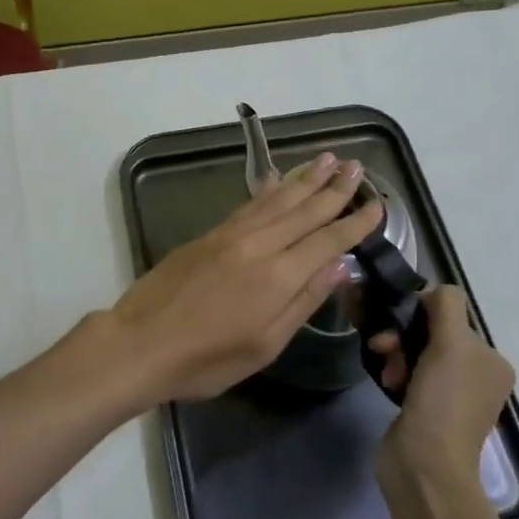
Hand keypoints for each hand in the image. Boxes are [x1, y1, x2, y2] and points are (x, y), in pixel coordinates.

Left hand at [105, 152, 383, 403]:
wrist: (140, 342)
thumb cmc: (207, 359)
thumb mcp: (265, 345)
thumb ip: (304, 302)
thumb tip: (340, 267)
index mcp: (278, 276)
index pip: (327, 240)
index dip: (354, 222)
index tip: (378, 205)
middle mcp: (259, 245)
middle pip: (304, 210)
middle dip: (334, 188)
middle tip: (358, 167)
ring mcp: (232, 235)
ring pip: (277, 200)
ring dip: (305, 178)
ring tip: (328, 159)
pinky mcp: (210, 234)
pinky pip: (249, 204)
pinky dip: (268, 188)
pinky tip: (278, 178)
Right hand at [371, 285, 513, 487]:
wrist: (424, 466)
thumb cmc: (443, 401)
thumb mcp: (452, 342)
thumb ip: (445, 305)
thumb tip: (431, 292)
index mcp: (492, 360)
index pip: (451, 314)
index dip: (422, 313)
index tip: (400, 324)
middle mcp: (477, 375)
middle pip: (431, 333)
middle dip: (403, 336)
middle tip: (385, 348)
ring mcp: (451, 395)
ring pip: (414, 352)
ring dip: (395, 354)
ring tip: (387, 372)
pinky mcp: (426, 409)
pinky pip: (407, 374)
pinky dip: (394, 372)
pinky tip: (388, 381)